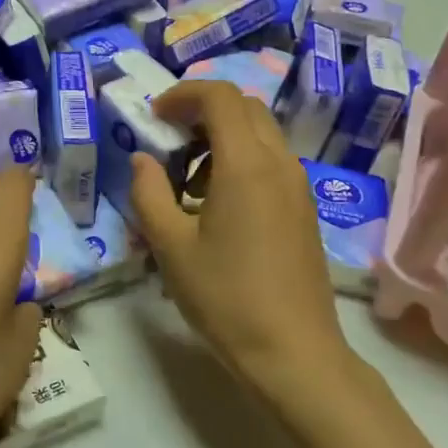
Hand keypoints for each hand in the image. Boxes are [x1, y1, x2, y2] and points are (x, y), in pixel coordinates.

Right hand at [129, 81, 352, 406]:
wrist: (293, 352)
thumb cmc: (226, 298)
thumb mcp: (170, 247)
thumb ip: (148, 194)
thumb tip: (143, 160)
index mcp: (246, 164)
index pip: (220, 96)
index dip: (182, 94)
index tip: (154, 117)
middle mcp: (279, 163)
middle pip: (244, 108)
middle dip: (202, 112)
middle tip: (169, 141)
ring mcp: (298, 185)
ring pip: (260, 134)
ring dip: (222, 137)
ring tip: (188, 181)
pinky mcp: (304, 208)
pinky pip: (271, 161)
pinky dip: (241, 160)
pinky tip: (217, 205)